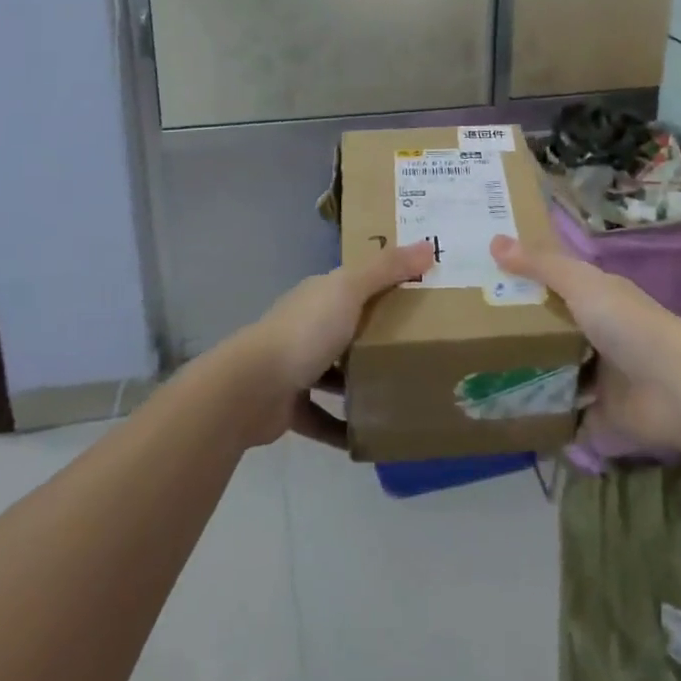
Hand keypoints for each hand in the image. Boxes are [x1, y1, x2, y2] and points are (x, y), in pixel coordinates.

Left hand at [229, 243, 434, 447]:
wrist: (252, 388)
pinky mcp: (290, 406)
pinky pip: (323, 418)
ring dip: (361, 383)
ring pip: (335, 373)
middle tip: (421, 347)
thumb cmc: (305, 331)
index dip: (385, 285)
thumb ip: (387, 268)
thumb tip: (428, 245)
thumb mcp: (350, 290)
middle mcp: (306, 326)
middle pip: (347, 328)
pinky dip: (344, 427)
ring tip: (401, 391)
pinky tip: (372, 435)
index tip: (421, 294)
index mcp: (319, 296)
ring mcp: (295, 367)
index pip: (355, 284)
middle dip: (377, 337)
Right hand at [490, 235, 680, 452]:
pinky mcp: (601, 416)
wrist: (674, 389)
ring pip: (557, 372)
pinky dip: (544, 416)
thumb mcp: (580, 283)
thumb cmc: (627, 324)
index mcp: (599, 300)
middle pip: (553, 331)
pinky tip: (508, 413)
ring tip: (481, 375)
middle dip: (520, 332)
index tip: (487, 283)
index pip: (558, 285)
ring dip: (529, 375)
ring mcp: (602, 378)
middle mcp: (600, 335)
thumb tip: (494, 240)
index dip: (526, 282)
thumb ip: (540, 264)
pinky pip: (565, 415)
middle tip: (473, 333)